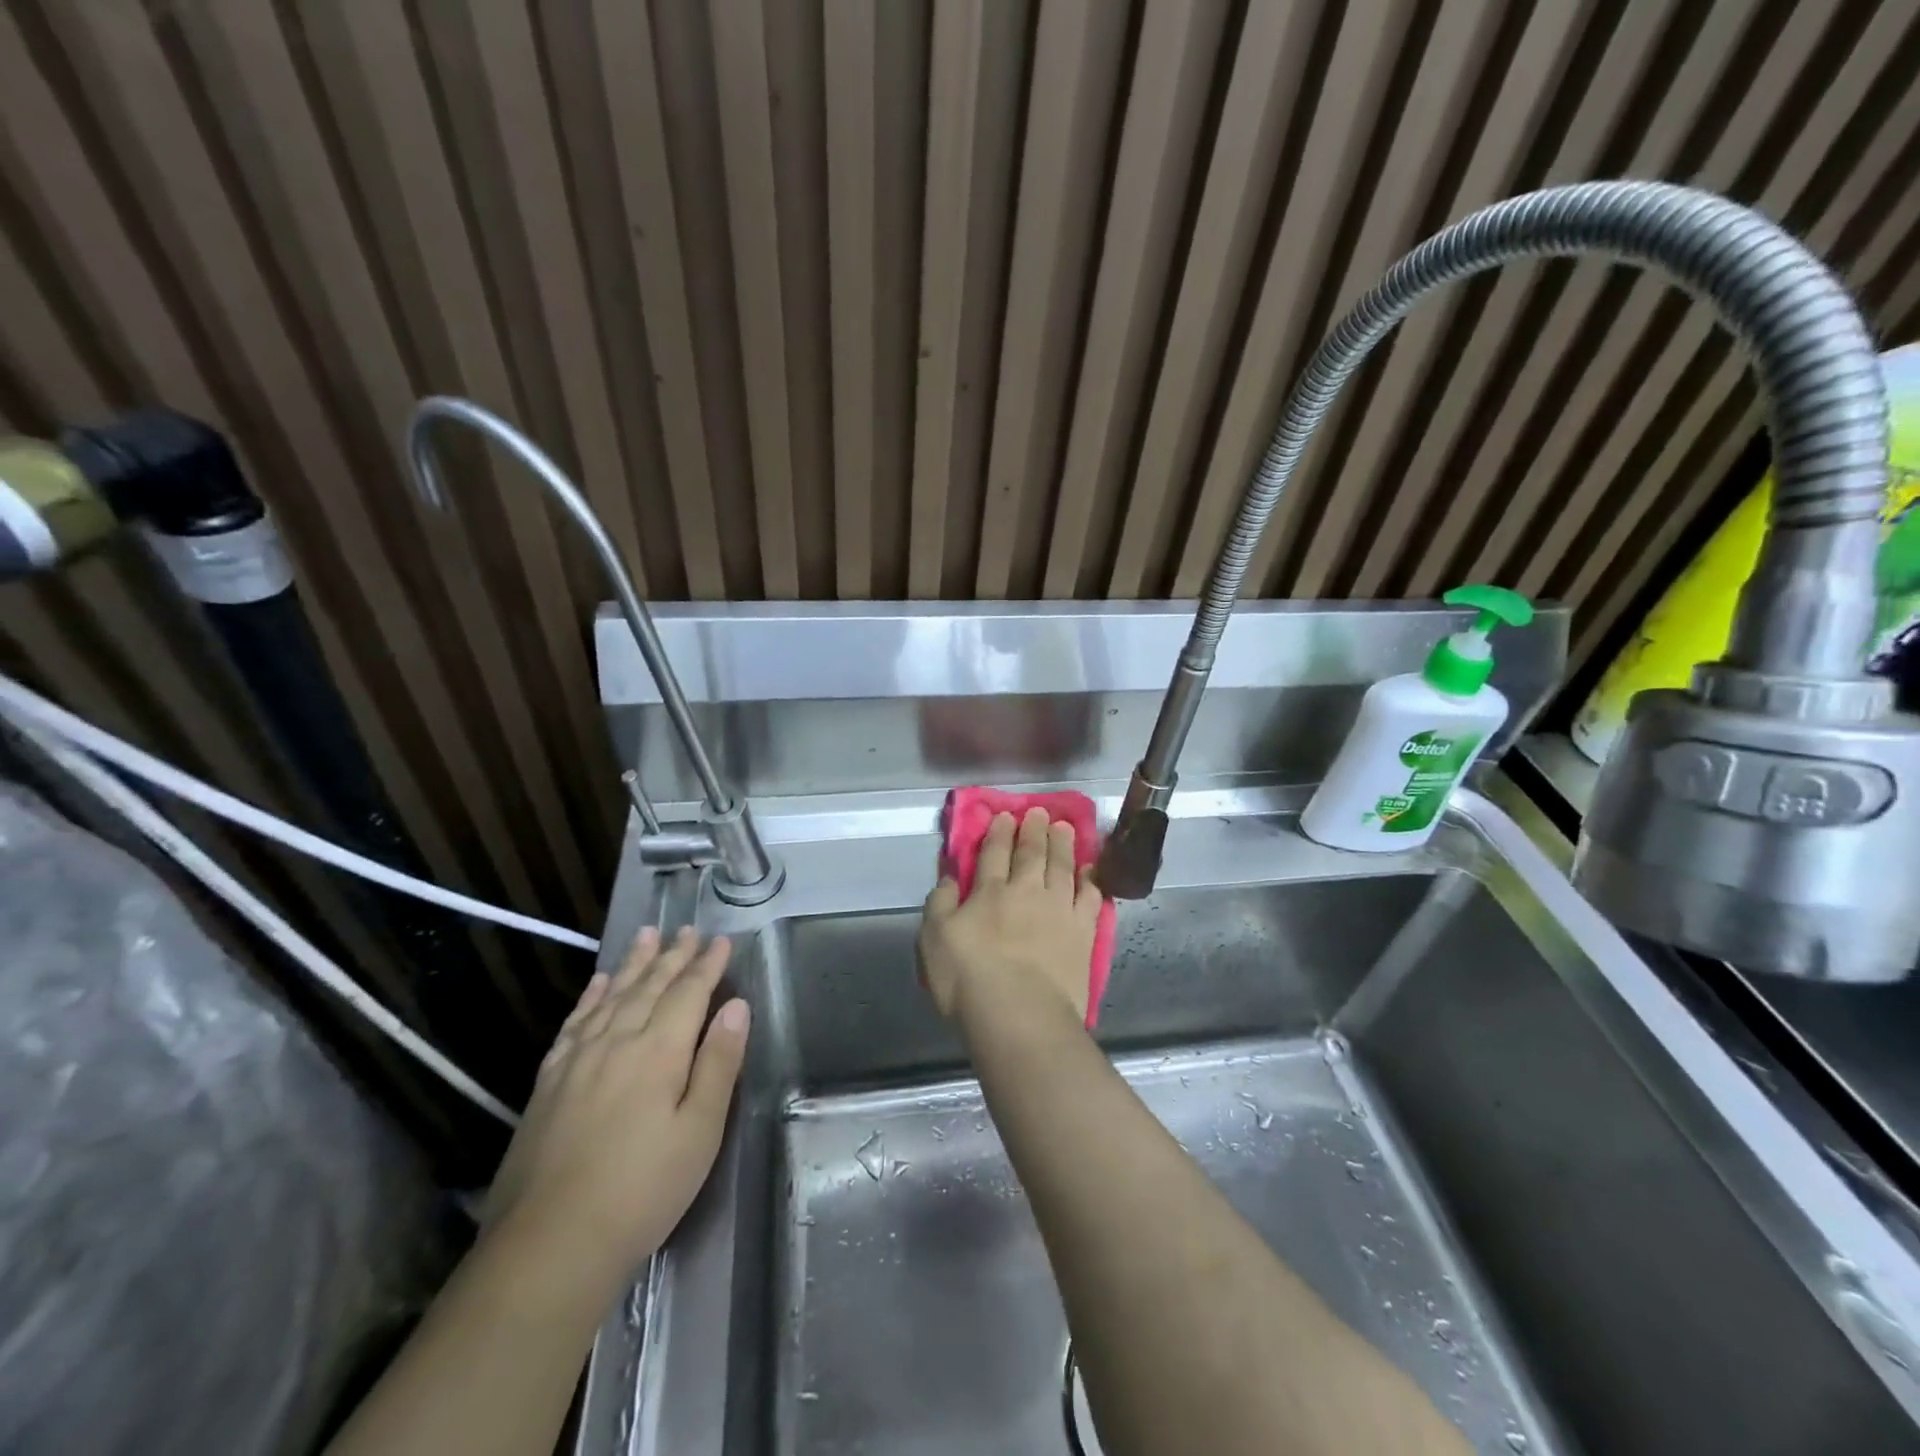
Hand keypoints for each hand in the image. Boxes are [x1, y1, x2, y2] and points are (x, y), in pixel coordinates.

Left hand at [483, 927, 749, 1283]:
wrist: (548, 1245)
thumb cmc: (642, 1190)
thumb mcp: (700, 1131)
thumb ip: (718, 1063)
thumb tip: (737, 1006)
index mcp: (659, 1051)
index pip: (689, 993)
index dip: (707, 965)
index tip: (722, 940)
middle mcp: (617, 1041)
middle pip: (650, 986)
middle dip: (673, 955)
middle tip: (687, 928)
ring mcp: (578, 1060)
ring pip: (612, 996)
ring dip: (633, 964)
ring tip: (646, 934)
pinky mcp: (549, 1083)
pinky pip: (575, 1023)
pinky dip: (591, 997)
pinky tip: (599, 983)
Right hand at [920, 808, 1102, 1030]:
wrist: (1020, 1013)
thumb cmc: (967, 978)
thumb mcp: (933, 938)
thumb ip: (940, 903)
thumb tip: (950, 877)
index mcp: (989, 891)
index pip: (994, 853)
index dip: (999, 832)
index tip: (1005, 815)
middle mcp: (1027, 891)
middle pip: (1032, 853)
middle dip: (1034, 830)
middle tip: (1041, 812)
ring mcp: (1059, 910)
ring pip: (1063, 867)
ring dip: (1063, 845)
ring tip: (1065, 827)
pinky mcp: (1083, 932)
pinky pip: (1090, 897)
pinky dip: (1090, 880)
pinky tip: (1091, 870)